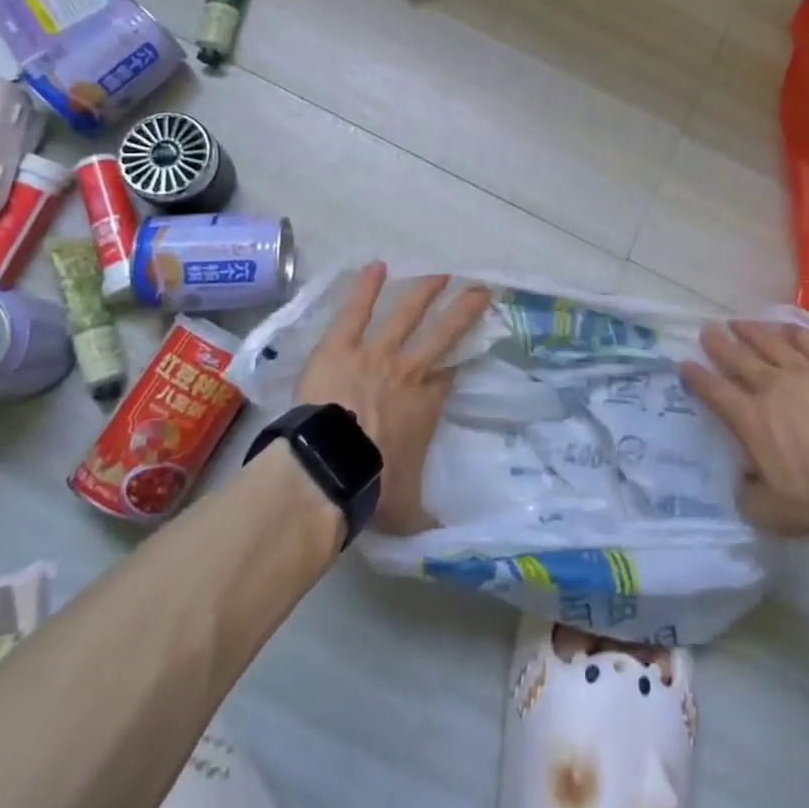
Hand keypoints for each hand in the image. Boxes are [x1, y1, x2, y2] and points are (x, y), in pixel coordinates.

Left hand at [295, 262, 490, 534]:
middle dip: (464, 310)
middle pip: (443, 332)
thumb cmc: (372, 487)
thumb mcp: (408, 512)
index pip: (450, 373)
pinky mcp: (341, 346)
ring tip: (440, 273)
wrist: (328, 470)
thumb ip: (426, 520)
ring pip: (406, 313)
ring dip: (425, 291)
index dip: (461, 358)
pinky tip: (376, 266)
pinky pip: (356, 311)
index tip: (471, 347)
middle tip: (480, 289)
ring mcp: (375, 353)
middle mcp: (409, 370)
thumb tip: (447, 541)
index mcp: (427, 404)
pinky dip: (367, 288)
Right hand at [680, 320, 808, 538]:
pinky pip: (807, 340)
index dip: (696, 377)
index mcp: (751, 419)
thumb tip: (740, 483)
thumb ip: (750, 498)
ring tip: (738, 322)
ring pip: (769, 342)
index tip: (684, 364)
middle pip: (737, 358)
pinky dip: (791, 331)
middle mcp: (771, 386)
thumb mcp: (777, 514)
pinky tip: (786, 327)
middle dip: (719, 343)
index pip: (715, 392)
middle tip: (707, 329)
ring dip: (750, 331)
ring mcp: (804, 371)